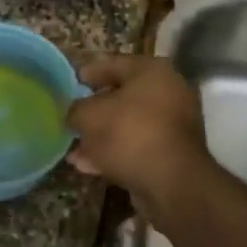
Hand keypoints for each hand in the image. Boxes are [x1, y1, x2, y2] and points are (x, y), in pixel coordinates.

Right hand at [66, 56, 212, 228]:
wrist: (172, 183)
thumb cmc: (129, 134)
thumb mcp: (89, 116)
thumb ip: (76, 109)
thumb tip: (74, 114)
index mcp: (153, 70)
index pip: (114, 64)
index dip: (88, 73)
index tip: (71, 83)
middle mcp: (169, 91)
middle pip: (123, 96)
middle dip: (95, 110)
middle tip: (73, 117)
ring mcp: (175, 124)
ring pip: (129, 125)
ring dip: (102, 136)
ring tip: (75, 149)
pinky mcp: (174, 154)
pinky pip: (138, 146)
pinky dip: (116, 153)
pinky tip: (89, 166)